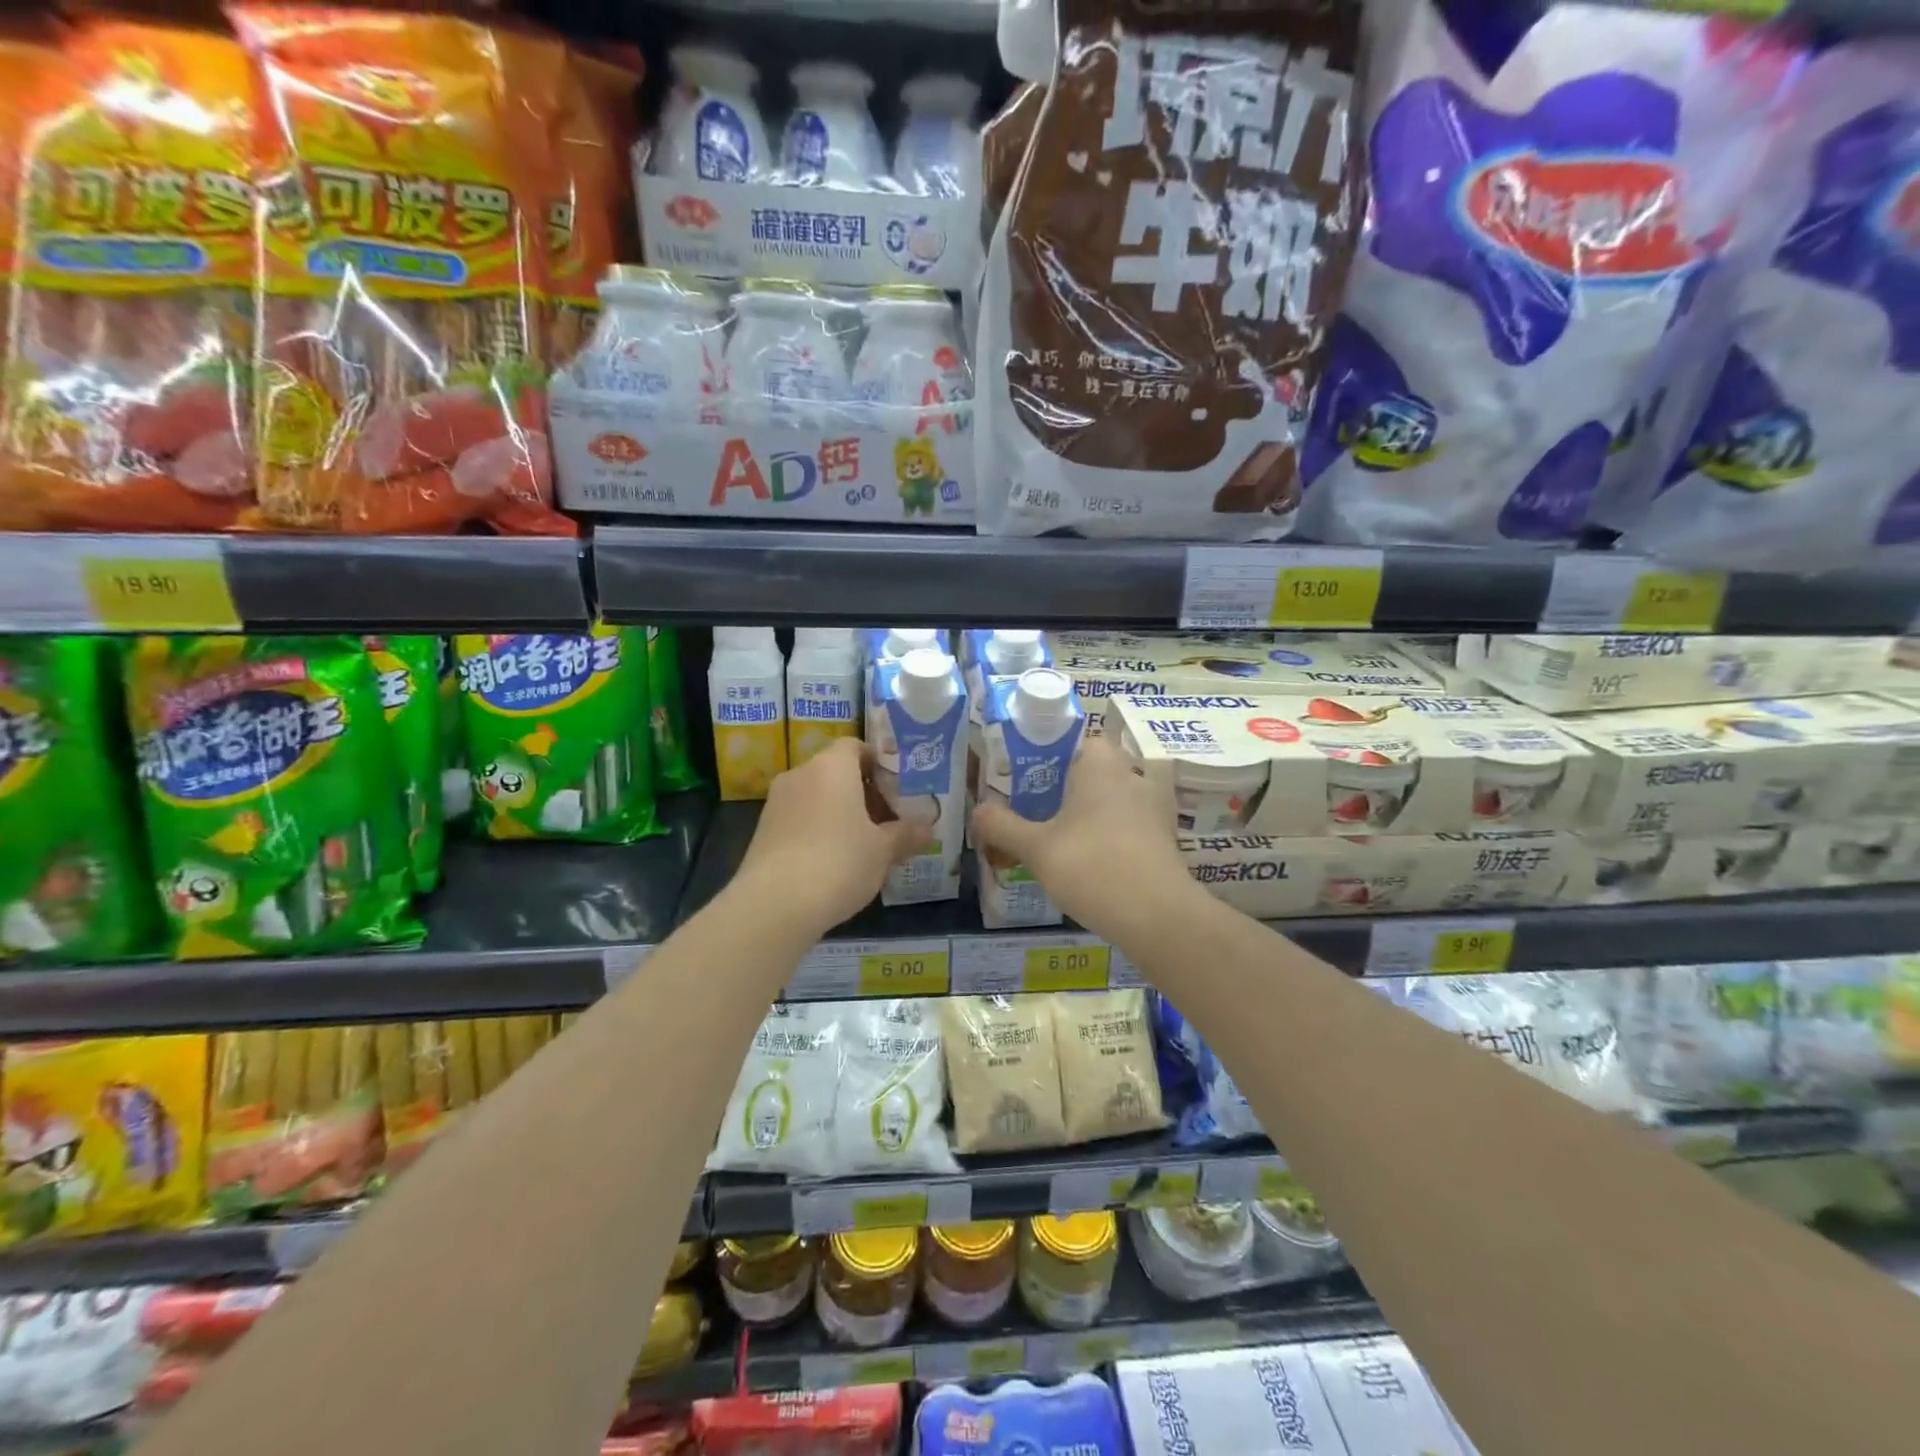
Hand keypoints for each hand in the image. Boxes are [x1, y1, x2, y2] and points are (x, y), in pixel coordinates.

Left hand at [733, 738, 928, 937]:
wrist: (774, 905)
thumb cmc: (839, 862)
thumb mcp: (883, 850)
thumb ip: (906, 833)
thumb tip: (928, 828)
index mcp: (832, 767)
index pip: (855, 746)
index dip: (878, 763)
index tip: (898, 788)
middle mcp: (801, 775)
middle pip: (836, 772)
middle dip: (863, 792)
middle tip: (889, 820)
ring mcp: (776, 803)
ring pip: (817, 797)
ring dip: (840, 813)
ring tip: (865, 843)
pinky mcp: (763, 832)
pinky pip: (800, 819)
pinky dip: (818, 830)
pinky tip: (835, 861)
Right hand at [971, 734, 1197, 943]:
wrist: (1158, 916)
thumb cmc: (1091, 866)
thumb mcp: (1036, 847)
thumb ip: (1002, 825)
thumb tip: (978, 810)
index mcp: (1100, 763)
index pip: (1073, 739)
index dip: (1045, 755)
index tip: (1022, 779)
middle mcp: (1130, 775)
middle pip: (1089, 772)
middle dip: (1061, 789)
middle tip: (1030, 811)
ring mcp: (1152, 807)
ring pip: (1108, 801)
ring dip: (1084, 816)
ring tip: (1053, 841)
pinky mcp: (1163, 838)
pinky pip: (1125, 826)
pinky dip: (1105, 837)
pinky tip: (1085, 864)